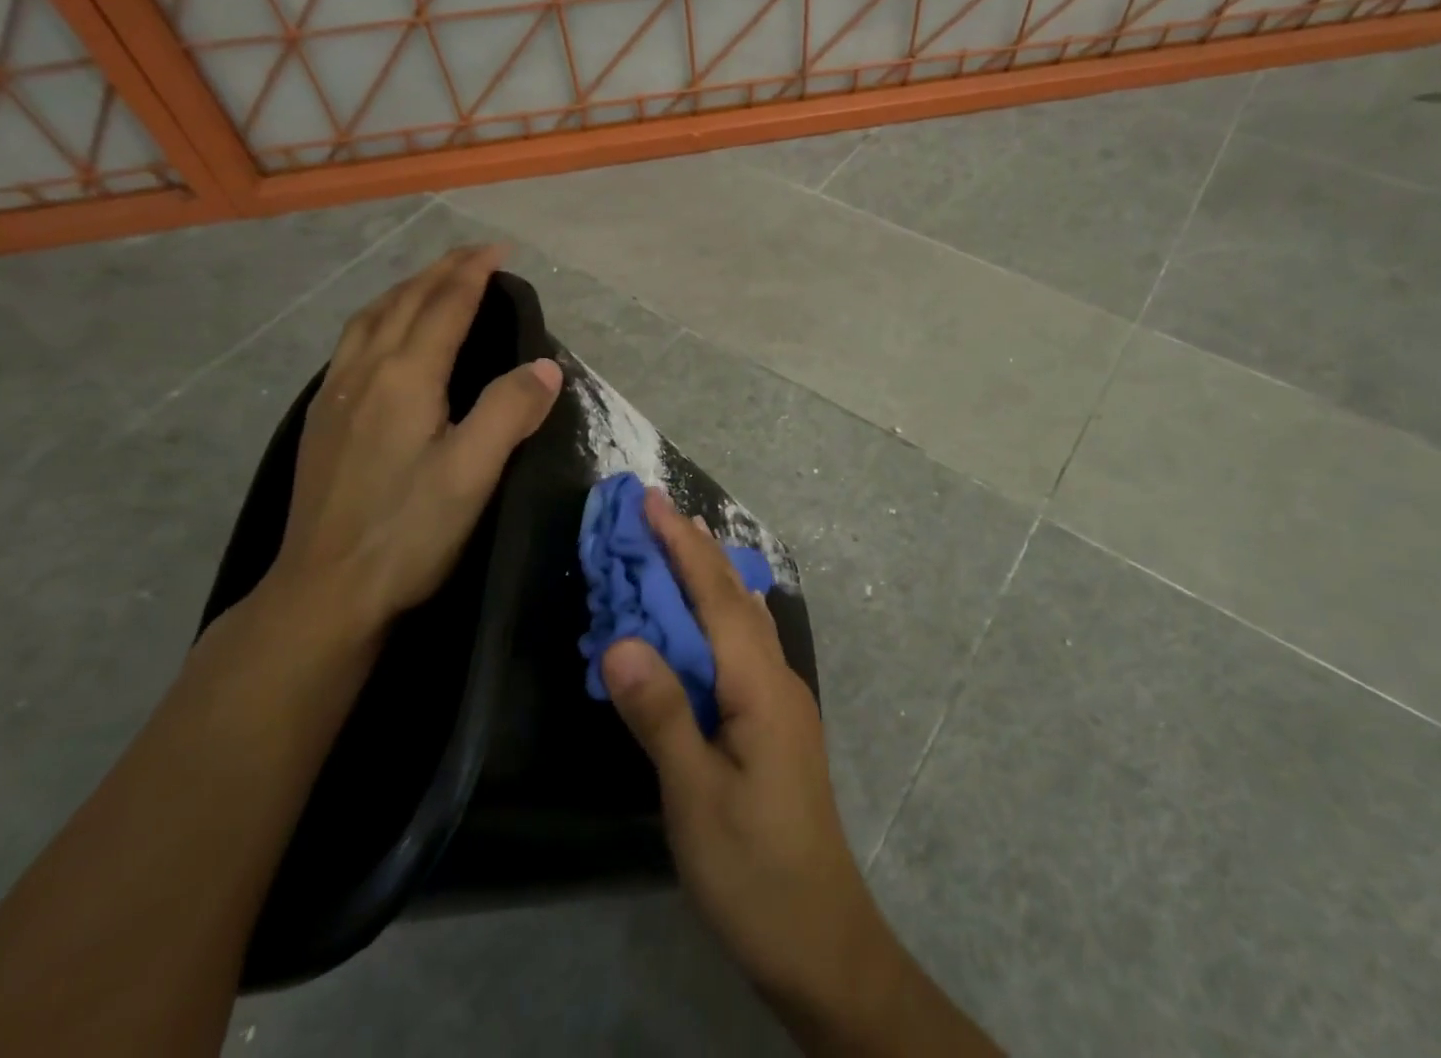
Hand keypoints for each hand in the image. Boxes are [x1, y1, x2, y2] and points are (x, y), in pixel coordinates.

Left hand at [270, 244, 562, 633]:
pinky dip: (380, 317)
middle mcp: (366, 373)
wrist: (323, 592)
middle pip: (404, 302)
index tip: (500, 250)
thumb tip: (545, 365)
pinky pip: (353, 343)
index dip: (472, 273)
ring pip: (371, 318)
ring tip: (432, 281)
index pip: (444, 306)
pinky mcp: (322, 419)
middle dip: (442, 270)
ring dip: (406, 289)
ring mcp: (336, 395)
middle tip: (475, 254)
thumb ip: (510, 411)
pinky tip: (384, 336)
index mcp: (405, 378)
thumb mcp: (473, 474)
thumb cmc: (407, 533)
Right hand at [601, 490, 884, 1010]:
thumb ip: (660, 713)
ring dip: (711, 578)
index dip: (682, 546)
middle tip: (657, 512)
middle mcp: (777, 678)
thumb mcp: (695, 795)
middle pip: (734, 598)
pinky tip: (704, 624)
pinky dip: (718, 616)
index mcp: (759, 685)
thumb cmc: (753, 868)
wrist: (821, 939)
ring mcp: (781, 700)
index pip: (716, 596)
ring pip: (744, 620)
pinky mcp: (775, 723)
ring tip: (682, 547)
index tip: (651, 502)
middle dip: (695, 550)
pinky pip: (744, 647)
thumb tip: (620, 639)